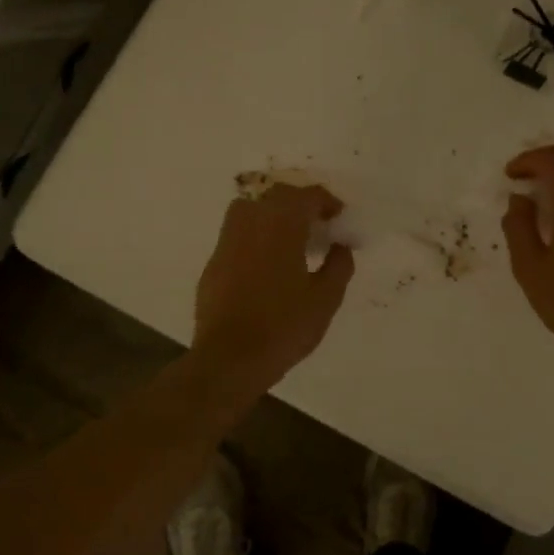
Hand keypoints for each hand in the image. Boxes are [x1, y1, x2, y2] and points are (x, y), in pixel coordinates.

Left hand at [192, 182, 354, 393]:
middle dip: (299, 203)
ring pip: (249, 209)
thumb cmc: (284, 326)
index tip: (338, 216)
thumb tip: (340, 247)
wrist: (229, 358)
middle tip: (317, 223)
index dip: (326, 201)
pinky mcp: (213, 263)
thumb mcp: (325, 299)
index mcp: (281, 225)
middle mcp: (250, 223)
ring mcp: (226, 242)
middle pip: (276, 196)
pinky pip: (236, 235)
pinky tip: (266, 263)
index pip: (306, 196)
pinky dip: (255, 237)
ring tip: (289, 238)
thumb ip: (338, 266)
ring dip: (272, 214)